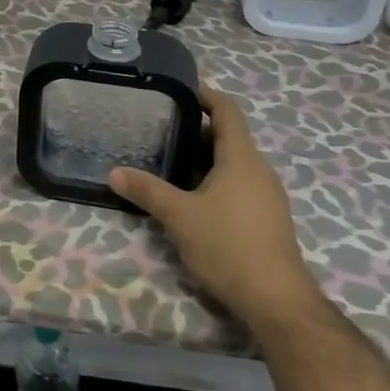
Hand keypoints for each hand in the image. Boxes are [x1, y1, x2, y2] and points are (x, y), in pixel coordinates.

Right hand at [107, 84, 317, 324]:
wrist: (275, 300)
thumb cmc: (228, 245)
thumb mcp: (179, 216)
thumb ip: (147, 190)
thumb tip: (114, 173)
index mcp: (241, 158)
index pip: (227, 110)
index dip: (205, 95)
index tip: (179, 89)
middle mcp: (258, 170)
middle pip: (228, 136)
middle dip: (196, 130)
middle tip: (161, 129)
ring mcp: (267, 196)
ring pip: (233, 163)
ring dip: (204, 158)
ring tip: (169, 162)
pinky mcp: (267, 219)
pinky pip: (239, 185)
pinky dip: (215, 180)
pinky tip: (192, 198)